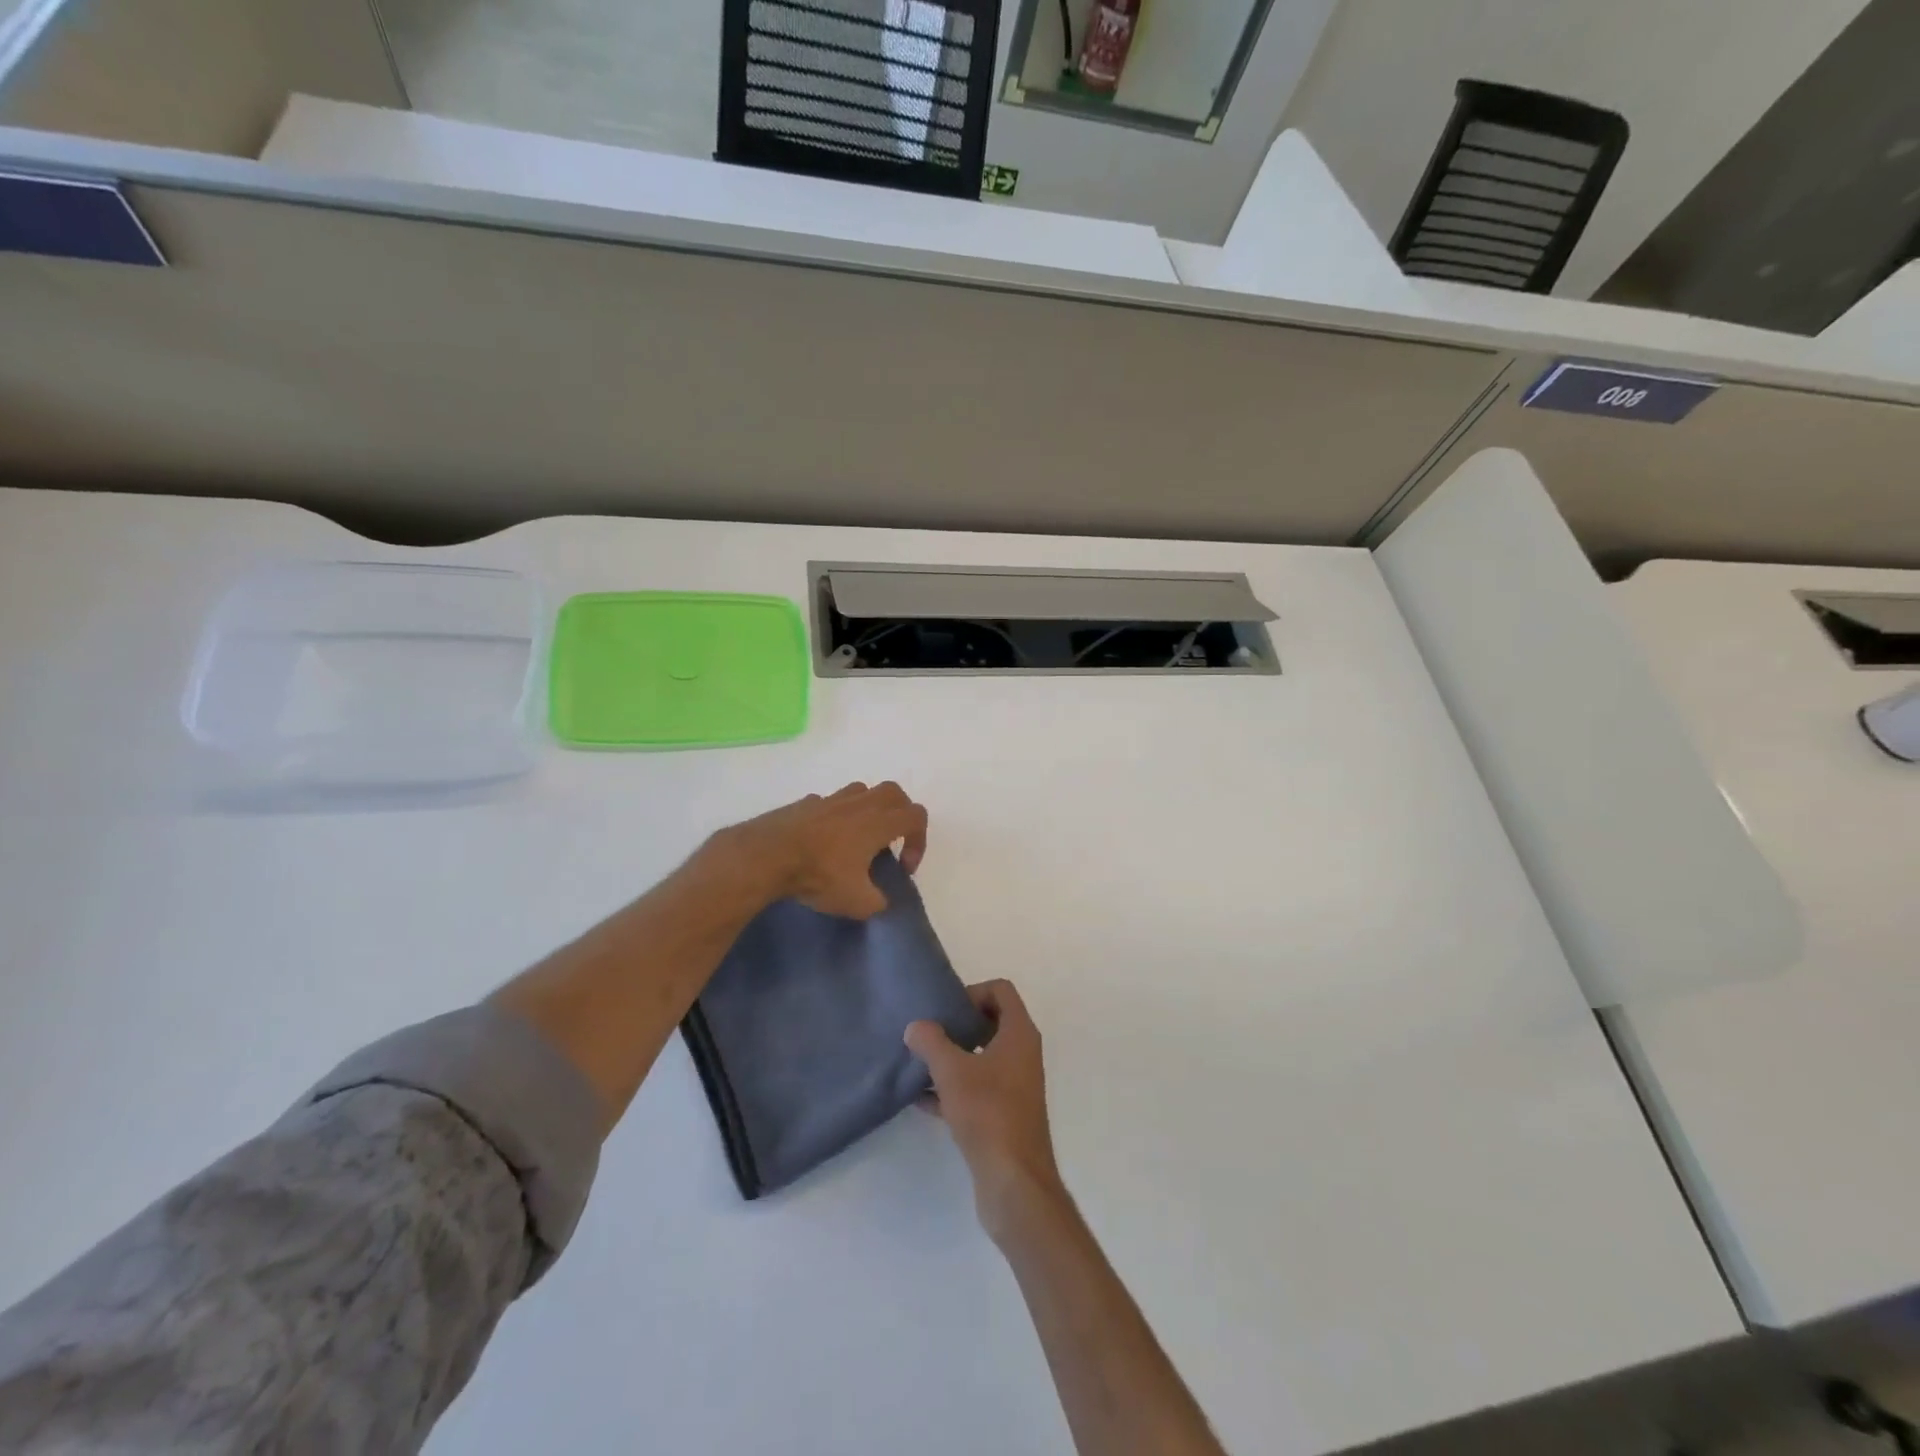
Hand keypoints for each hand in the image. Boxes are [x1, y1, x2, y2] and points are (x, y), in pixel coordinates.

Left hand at [715, 781, 928, 919]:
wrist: (767, 855)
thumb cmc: (819, 874)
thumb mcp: (857, 902)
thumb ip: (877, 902)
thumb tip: (879, 901)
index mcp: (879, 822)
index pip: (916, 816)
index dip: (919, 841)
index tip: (903, 867)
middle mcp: (859, 803)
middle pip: (894, 792)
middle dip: (900, 814)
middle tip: (891, 841)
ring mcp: (831, 799)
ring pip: (862, 791)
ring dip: (868, 810)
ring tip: (858, 838)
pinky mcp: (805, 803)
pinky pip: (830, 803)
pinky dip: (836, 816)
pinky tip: (824, 840)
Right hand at [905, 980, 1064, 1241]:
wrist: (1014, 1181)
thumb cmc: (988, 1113)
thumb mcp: (952, 1071)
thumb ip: (931, 1042)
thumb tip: (916, 1026)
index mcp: (1019, 1033)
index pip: (1001, 991)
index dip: (973, 992)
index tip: (947, 1011)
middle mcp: (1023, 1054)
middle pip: (992, 1022)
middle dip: (959, 1025)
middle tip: (930, 1034)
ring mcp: (1016, 1085)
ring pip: (983, 1057)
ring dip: (954, 1058)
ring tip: (920, 1064)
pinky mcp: (1006, 1114)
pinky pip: (978, 1088)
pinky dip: (954, 1088)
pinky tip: (922, 1100)